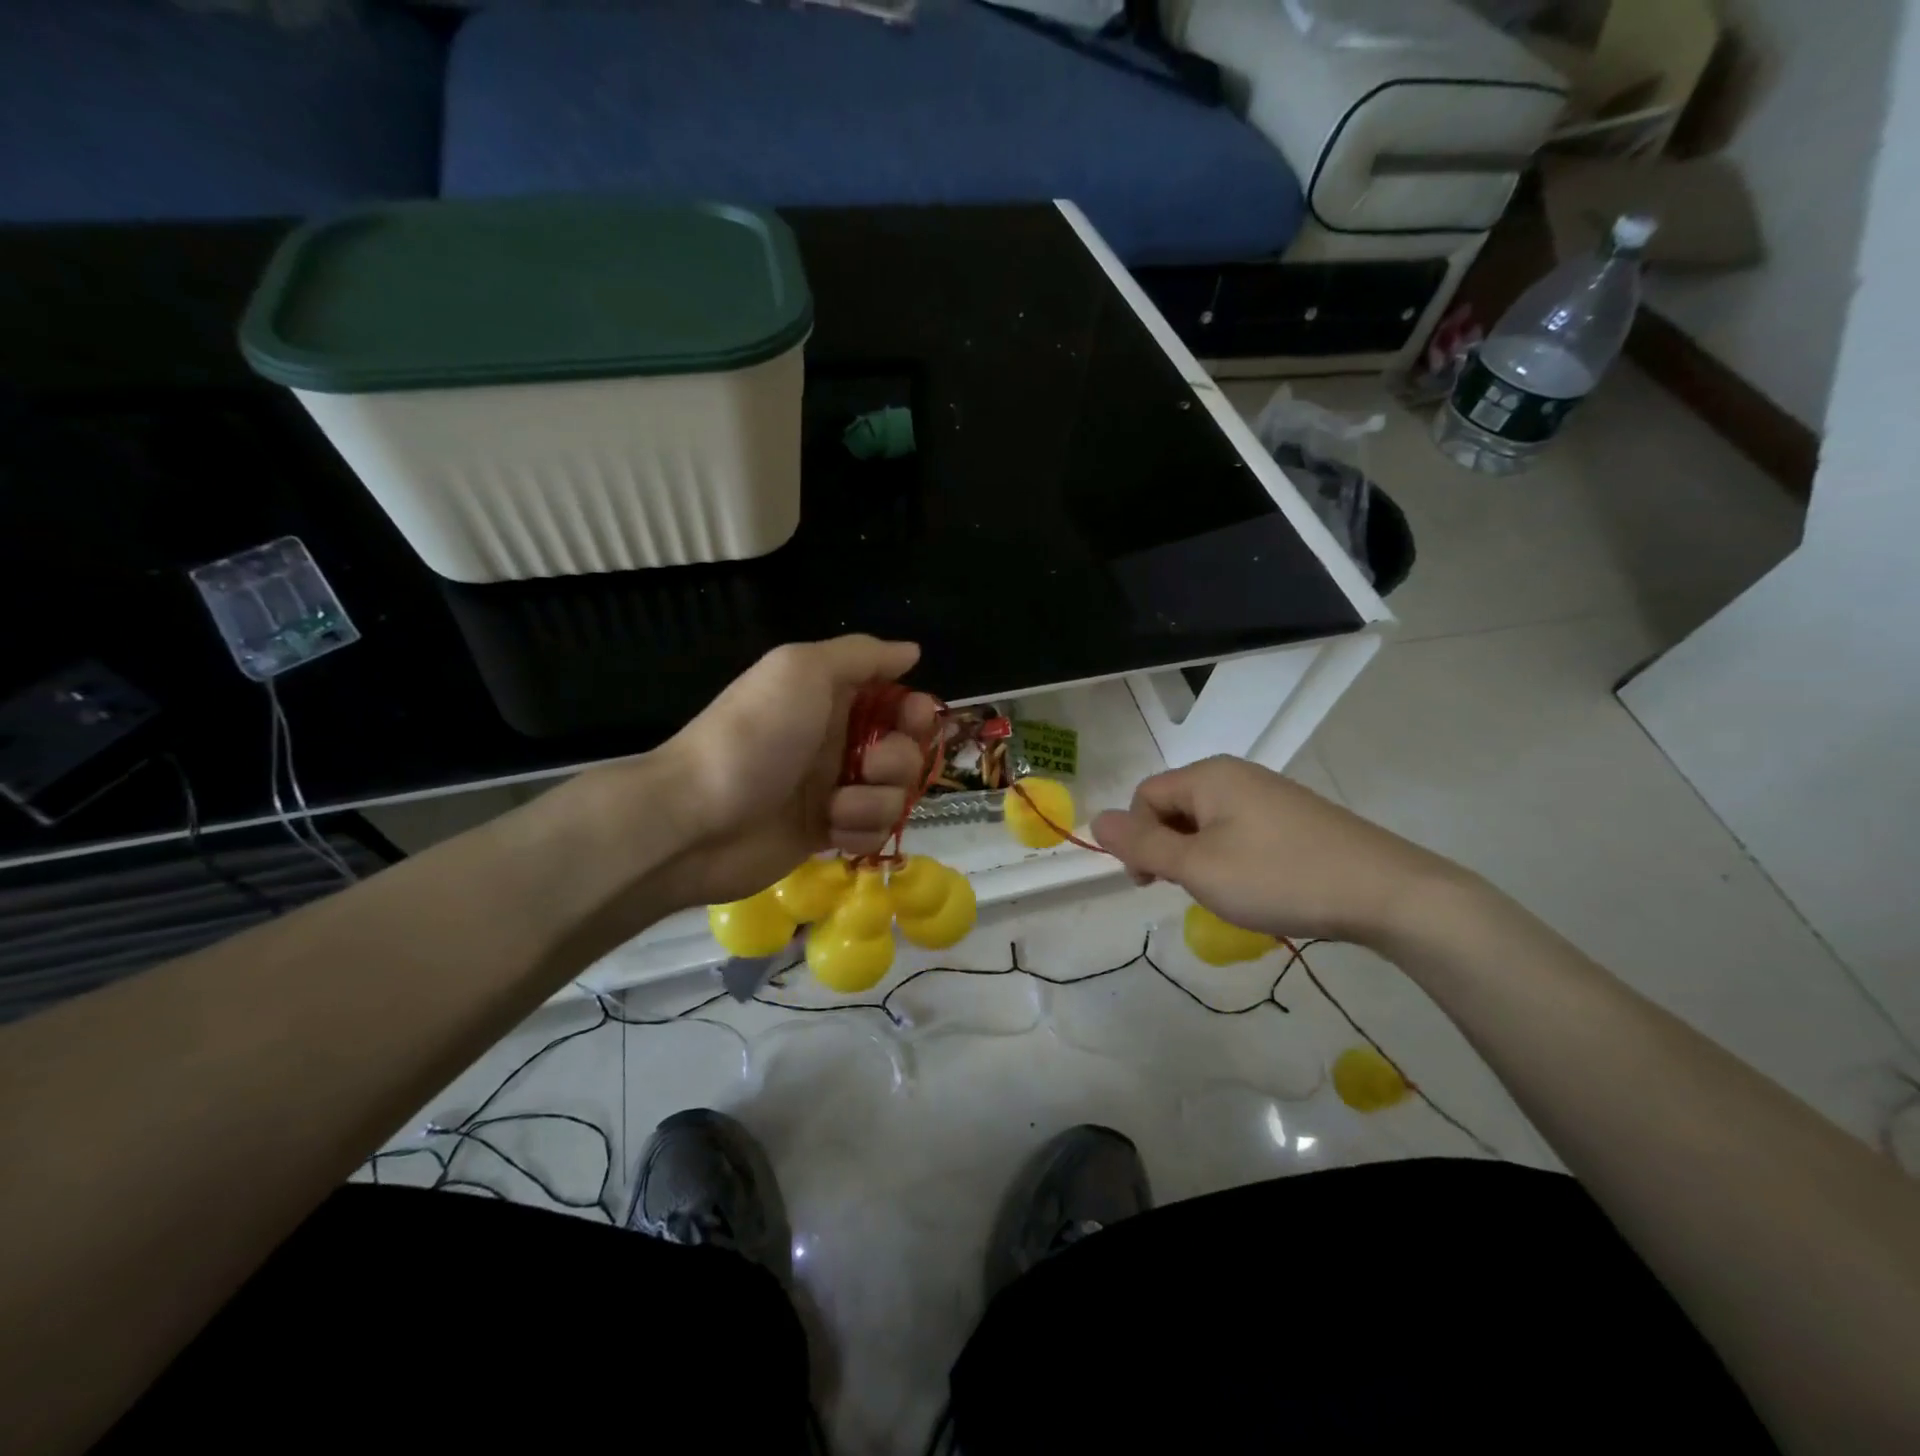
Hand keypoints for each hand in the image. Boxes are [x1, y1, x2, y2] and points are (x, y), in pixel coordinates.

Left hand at [639, 637, 937, 908]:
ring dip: (875, 801)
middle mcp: (838, 739)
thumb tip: (911, 651)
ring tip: (836, 806)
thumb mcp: (802, 669)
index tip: (911, 720)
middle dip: (899, 760)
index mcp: (832, 697)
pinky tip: (831, 832)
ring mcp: (835, 788)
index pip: (896, 698)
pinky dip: (859, 831)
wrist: (698, 819)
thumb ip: (861, 655)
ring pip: (895, 793)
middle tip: (867, 767)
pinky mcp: (829, 831)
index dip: (913, 710)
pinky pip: (875, 831)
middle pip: (906, 748)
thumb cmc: (754, 736)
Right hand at [1090, 756, 1465, 945]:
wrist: (1388, 893)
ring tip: (1222, 892)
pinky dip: (1230, 858)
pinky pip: (1240, 830)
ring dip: (1198, 856)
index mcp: (1209, 776)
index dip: (1136, 839)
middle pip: (1175, 805)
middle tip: (1185, 890)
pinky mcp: (1296, 818)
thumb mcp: (1198, 867)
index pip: (1145, 797)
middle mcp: (1237, 774)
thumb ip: (1142, 845)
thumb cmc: (1279, 877)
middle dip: (1167, 848)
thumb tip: (1096, 818)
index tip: (1150, 884)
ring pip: (1207, 821)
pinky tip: (1254, 886)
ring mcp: (1270, 794)